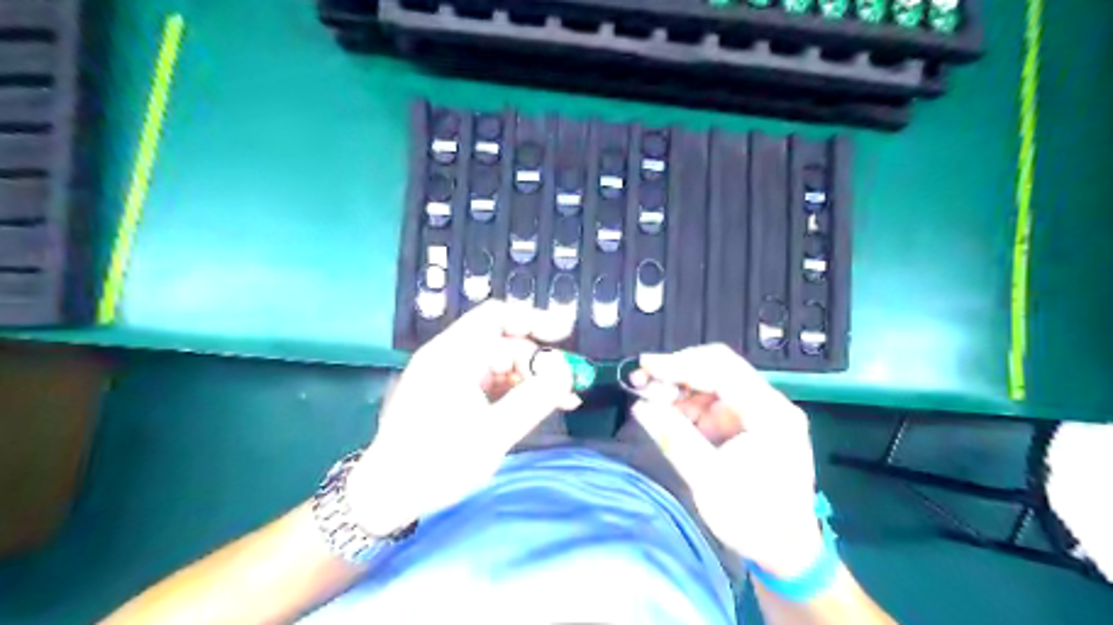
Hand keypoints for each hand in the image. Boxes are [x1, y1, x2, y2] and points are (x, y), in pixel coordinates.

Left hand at [346, 301, 572, 533]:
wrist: (385, 496)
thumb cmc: (436, 463)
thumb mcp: (494, 433)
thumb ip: (534, 399)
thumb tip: (565, 372)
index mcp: (452, 356)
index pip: (497, 316)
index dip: (534, 319)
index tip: (565, 334)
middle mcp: (448, 357)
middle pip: (503, 344)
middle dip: (538, 362)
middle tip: (569, 386)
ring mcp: (447, 376)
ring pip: (500, 365)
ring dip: (530, 379)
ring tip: (563, 401)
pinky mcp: (448, 395)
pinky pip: (489, 382)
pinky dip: (513, 391)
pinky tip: (537, 408)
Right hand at [630, 344, 819, 579]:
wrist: (785, 551)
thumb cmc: (752, 519)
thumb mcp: (708, 480)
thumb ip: (674, 437)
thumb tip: (640, 406)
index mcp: (770, 413)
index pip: (721, 369)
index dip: (680, 364)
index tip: (645, 366)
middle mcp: (769, 404)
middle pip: (718, 369)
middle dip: (677, 374)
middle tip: (642, 384)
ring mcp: (760, 412)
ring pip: (713, 383)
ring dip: (680, 389)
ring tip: (651, 403)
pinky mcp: (749, 423)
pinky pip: (714, 402)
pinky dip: (689, 405)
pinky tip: (670, 416)